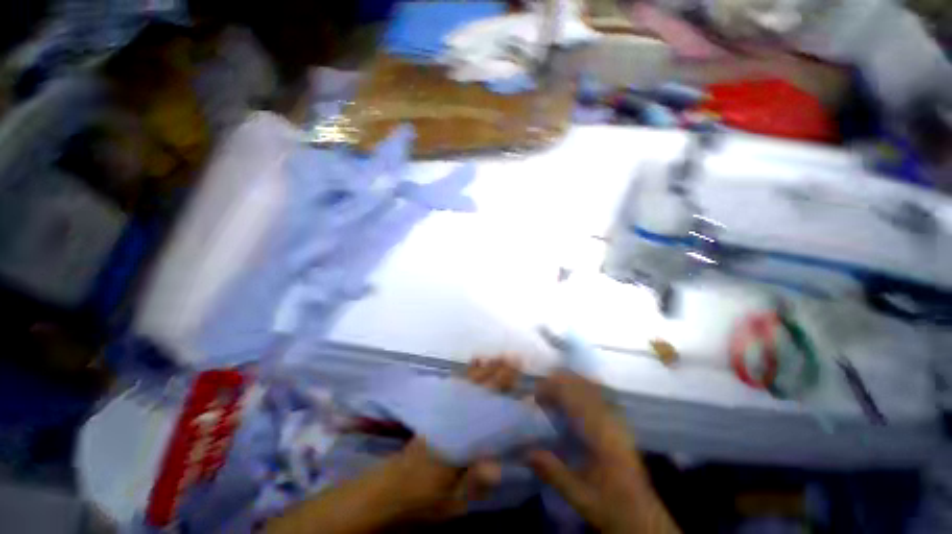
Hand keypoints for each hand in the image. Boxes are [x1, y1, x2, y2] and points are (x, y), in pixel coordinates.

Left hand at [266, 359, 520, 533]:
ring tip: (497, 357)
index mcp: (456, 441)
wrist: (387, 491)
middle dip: (497, 375)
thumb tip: (497, 466)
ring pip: (465, 385)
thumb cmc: (422, 500)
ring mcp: (441, 410)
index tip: (522, 386)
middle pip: (477, 393)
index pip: (486, 416)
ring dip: (483, 369)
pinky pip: (453, 385)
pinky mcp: (435, 408)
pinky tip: (474, 365)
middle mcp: (449, 419)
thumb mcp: (450, 504)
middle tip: (513, 359)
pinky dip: (465, 373)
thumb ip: (473, 485)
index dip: (505, 401)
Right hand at [527, 371, 679, 533]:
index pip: (573, 396)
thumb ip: (553, 473)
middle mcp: (610, 419)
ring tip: (551, 392)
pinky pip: (597, 393)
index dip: (552, 388)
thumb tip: (525, 451)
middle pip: (581, 384)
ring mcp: (617, 418)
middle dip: (557, 382)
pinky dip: (580, 388)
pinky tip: (570, 397)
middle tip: (539, 393)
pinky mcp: (619, 421)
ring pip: (590, 385)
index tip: (534, 395)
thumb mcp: (579, 497)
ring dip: (568, 383)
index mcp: (601, 435)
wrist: (643, 516)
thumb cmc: (610, 506)